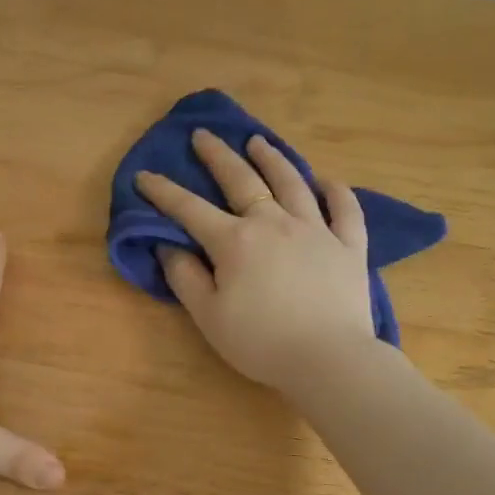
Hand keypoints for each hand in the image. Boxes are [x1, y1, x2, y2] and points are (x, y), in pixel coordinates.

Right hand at [136, 130, 376, 388]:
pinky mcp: (349, 245)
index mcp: (235, 241)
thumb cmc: (261, 342)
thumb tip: (169, 246)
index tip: (144, 175)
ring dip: (272, 158)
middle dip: (217, 155)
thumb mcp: (209, 317)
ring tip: (258, 141)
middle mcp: (274, 222)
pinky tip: (326, 180)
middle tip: (203, 135)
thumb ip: (185, 278)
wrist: (329, 359)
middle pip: (242, 180)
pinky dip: (335, 191)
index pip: (190, 209)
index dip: (164, 192)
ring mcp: (316, 229)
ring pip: (292, 182)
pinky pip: (345, 209)